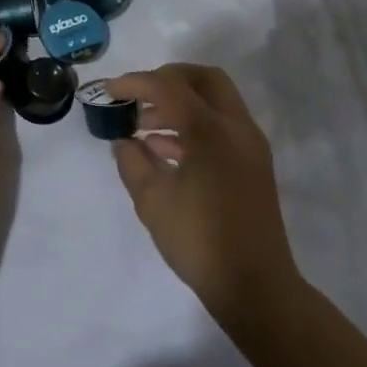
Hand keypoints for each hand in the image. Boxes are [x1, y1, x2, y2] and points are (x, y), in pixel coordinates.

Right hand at [108, 64, 302, 325]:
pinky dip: (194, 123)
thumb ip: (132, 161)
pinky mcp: (253, 162)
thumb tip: (124, 141)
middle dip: (167, 79)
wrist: (257, 288)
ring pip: (214, 100)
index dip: (135, 83)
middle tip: (139, 96)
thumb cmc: (200, 242)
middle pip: (203, 78)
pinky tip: (163, 149)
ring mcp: (249, 144)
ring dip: (180, 102)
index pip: (168, 86)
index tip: (110, 92)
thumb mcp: (153, 201)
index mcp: (211, 130)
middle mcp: (236, 127)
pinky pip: (221, 124)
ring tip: (144, 126)